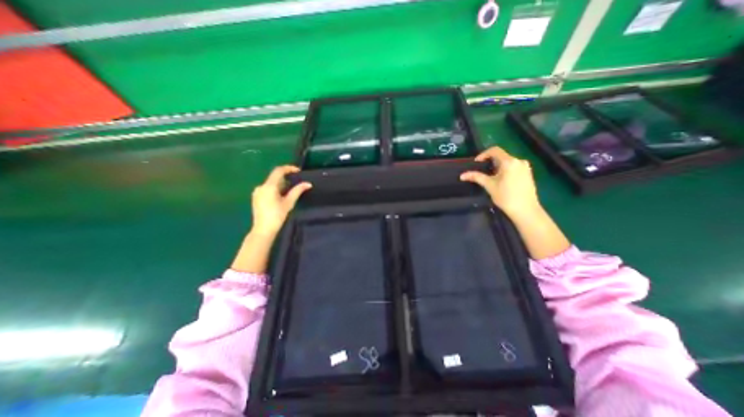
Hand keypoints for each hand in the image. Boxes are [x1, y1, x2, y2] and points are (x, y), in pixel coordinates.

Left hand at [251, 167, 311, 237]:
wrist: (263, 229)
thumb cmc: (277, 216)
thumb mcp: (289, 203)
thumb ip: (298, 191)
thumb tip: (308, 184)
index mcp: (269, 186)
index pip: (278, 171)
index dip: (289, 168)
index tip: (298, 171)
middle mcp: (261, 186)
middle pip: (274, 177)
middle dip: (286, 178)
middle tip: (296, 182)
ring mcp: (257, 192)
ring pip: (271, 183)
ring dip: (281, 184)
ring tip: (290, 192)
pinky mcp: (256, 197)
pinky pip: (267, 188)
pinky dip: (275, 189)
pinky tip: (280, 197)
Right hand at [460, 146, 540, 218]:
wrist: (525, 210)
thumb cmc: (506, 197)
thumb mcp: (489, 186)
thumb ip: (476, 177)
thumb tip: (462, 175)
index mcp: (509, 162)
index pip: (495, 150)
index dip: (483, 155)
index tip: (476, 163)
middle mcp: (519, 161)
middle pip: (501, 156)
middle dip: (490, 162)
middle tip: (481, 172)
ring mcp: (525, 167)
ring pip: (507, 162)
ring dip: (497, 167)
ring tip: (490, 178)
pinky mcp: (528, 174)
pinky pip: (514, 167)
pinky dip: (505, 170)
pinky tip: (501, 181)